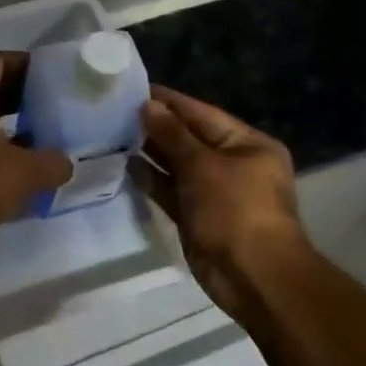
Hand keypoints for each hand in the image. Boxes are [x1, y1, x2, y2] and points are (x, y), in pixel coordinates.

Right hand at [134, 86, 312, 330]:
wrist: (253, 277)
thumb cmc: (235, 210)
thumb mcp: (203, 166)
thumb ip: (172, 135)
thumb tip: (147, 106)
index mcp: (246, 144)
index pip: (201, 113)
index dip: (168, 101)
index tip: (133, 88)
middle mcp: (233, 164)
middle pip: (188, 138)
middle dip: (155, 126)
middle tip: (113, 111)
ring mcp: (215, 192)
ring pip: (177, 165)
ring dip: (149, 153)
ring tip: (112, 134)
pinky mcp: (198, 216)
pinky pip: (171, 191)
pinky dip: (151, 180)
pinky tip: (124, 166)